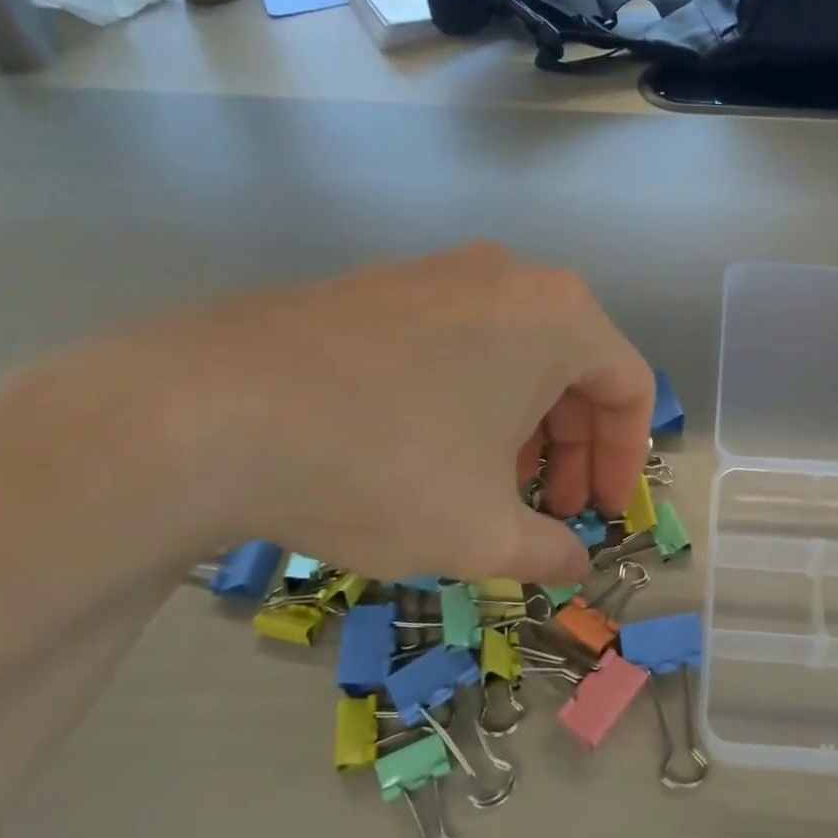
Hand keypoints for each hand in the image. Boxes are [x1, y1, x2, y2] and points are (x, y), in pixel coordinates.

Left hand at [36, 243, 652, 584]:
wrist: (208, 414)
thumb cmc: (385, 466)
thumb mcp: (482, 532)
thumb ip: (549, 550)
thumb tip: (574, 563)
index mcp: (557, 315)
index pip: (629, 386)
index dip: (625, 459)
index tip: (600, 513)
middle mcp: (507, 277)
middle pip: (572, 368)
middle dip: (571, 448)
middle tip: (549, 509)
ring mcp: (436, 274)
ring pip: (512, 357)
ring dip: (520, 428)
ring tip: (487, 489)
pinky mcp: (377, 289)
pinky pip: (455, 345)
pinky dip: (467, 401)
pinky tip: (428, 453)